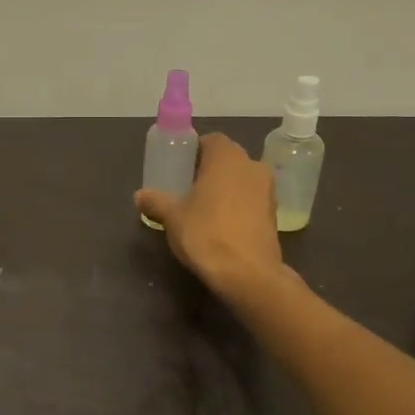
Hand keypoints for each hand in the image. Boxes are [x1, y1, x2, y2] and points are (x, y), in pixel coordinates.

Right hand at [133, 134, 285, 302]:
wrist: (247, 274)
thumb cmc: (206, 233)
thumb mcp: (172, 217)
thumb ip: (156, 202)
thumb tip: (140, 195)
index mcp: (227, 157)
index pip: (211, 140)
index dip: (195, 150)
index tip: (181, 167)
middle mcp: (252, 166)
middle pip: (228, 159)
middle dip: (210, 170)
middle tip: (188, 188)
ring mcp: (268, 191)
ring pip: (242, 180)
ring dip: (226, 188)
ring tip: (204, 208)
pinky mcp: (274, 215)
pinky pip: (251, 200)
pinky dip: (238, 206)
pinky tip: (221, 225)